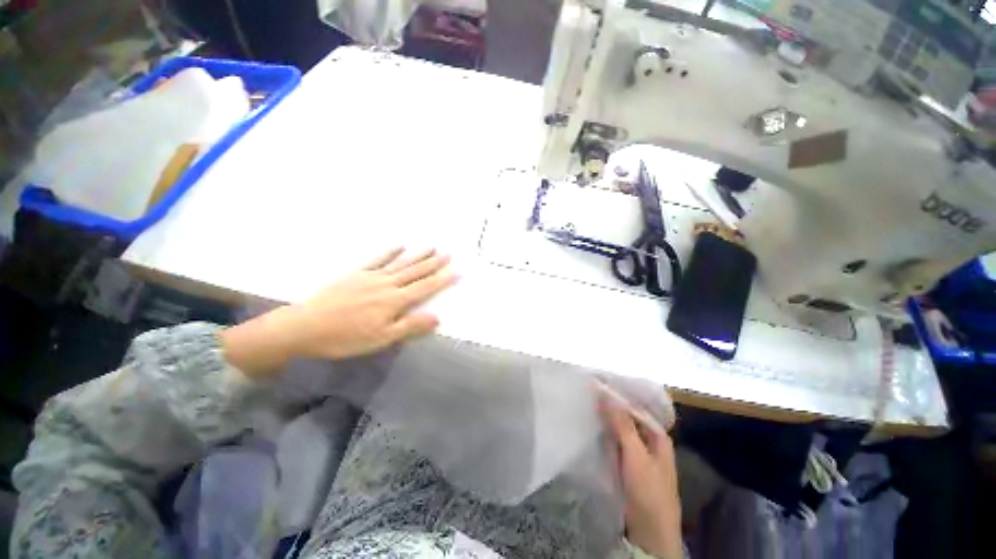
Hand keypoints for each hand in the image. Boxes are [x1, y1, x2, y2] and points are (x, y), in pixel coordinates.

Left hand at [222, 248, 457, 379]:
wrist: (306, 327)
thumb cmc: (346, 337)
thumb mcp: (381, 339)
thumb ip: (410, 326)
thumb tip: (437, 317)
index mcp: (395, 301)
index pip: (425, 287)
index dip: (442, 280)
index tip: (456, 271)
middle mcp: (387, 284)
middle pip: (415, 272)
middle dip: (433, 263)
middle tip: (448, 253)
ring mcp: (371, 277)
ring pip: (400, 263)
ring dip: (417, 255)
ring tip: (431, 246)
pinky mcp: (357, 274)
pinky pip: (377, 260)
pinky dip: (390, 252)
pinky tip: (399, 245)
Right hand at [599, 389, 682, 558]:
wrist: (649, 533)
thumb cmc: (648, 491)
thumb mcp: (635, 455)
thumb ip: (621, 423)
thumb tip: (604, 392)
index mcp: (657, 434)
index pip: (632, 405)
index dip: (613, 394)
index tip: (592, 383)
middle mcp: (648, 439)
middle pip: (625, 415)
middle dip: (607, 404)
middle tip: (585, 391)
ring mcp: (637, 452)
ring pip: (618, 427)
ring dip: (603, 417)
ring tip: (583, 403)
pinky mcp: (626, 463)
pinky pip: (613, 441)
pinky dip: (603, 432)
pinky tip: (590, 425)